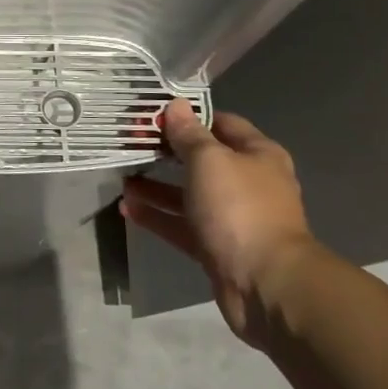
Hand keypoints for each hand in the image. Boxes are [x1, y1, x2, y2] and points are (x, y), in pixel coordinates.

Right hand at [122, 100, 320, 344]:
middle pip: (202, 160)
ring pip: (188, 195)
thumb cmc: (239, 208)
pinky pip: (181, 225)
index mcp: (258, 155)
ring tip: (122, 179)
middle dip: (167, 153)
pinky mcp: (217, 247)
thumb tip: (176, 105)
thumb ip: (189, 134)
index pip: (222, 123)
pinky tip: (127, 208)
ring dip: (157, 187)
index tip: (154, 115)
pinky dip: (157, 216)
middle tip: (132, 145)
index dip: (189, 117)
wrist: (265, 283)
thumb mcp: (209, 161)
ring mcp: (233, 218)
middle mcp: (248, 183)